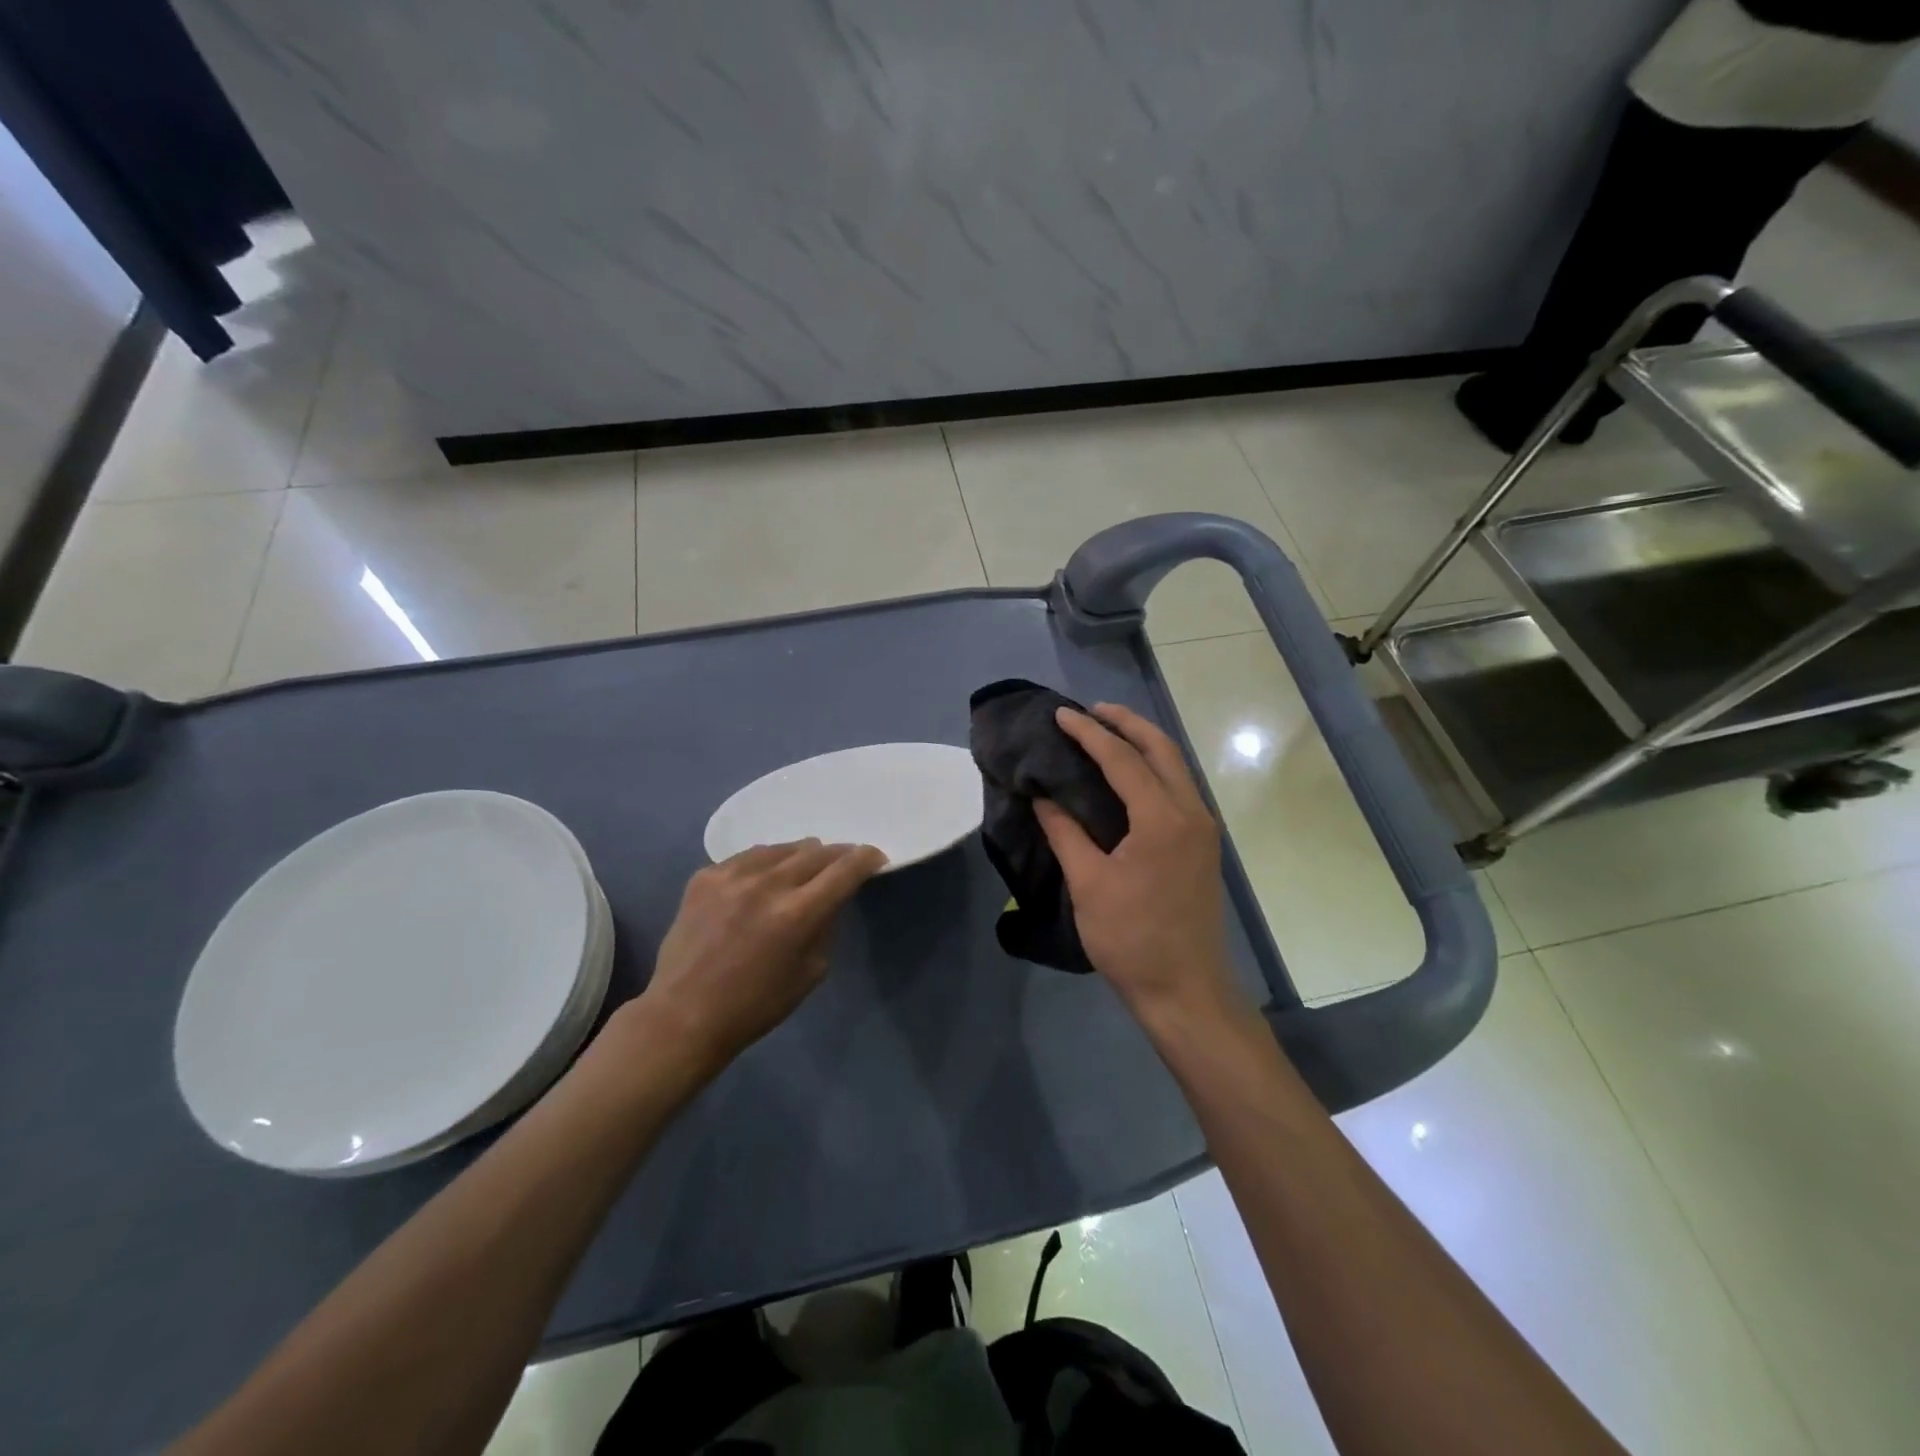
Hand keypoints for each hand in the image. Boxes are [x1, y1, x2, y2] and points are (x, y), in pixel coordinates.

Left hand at [634, 840, 886, 1077]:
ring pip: (781, 848)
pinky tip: (764, 878)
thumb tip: (832, 897)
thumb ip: (826, 925)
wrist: (684, 1015)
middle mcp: (767, 884)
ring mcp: (732, 876)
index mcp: (798, 913)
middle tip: (843, 863)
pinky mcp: (705, 877)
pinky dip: (765, 864)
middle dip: (837, 855)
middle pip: (816, 852)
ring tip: (804, 866)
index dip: (866, 858)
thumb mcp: (812, 971)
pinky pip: (747, 858)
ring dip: (800, 855)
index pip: (845, 869)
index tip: (874, 858)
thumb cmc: (756, 1005)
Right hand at [1035, 705, 1245, 1029]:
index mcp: (1162, 819)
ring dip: (1143, 743)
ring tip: (1106, 733)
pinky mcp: (1203, 845)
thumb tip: (1043, 795)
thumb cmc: (1132, 940)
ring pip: (1176, 767)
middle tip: (1090, 711)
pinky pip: (1179, 788)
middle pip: (1161, 749)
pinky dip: (1153, 769)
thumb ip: (1065, 832)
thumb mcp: (1089, 884)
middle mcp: (1191, 813)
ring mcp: (1203, 829)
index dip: (1089, 733)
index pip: (1122, 759)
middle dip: (1126, 723)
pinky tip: (1129, 775)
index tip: (1060, 714)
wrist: (1186, 991)